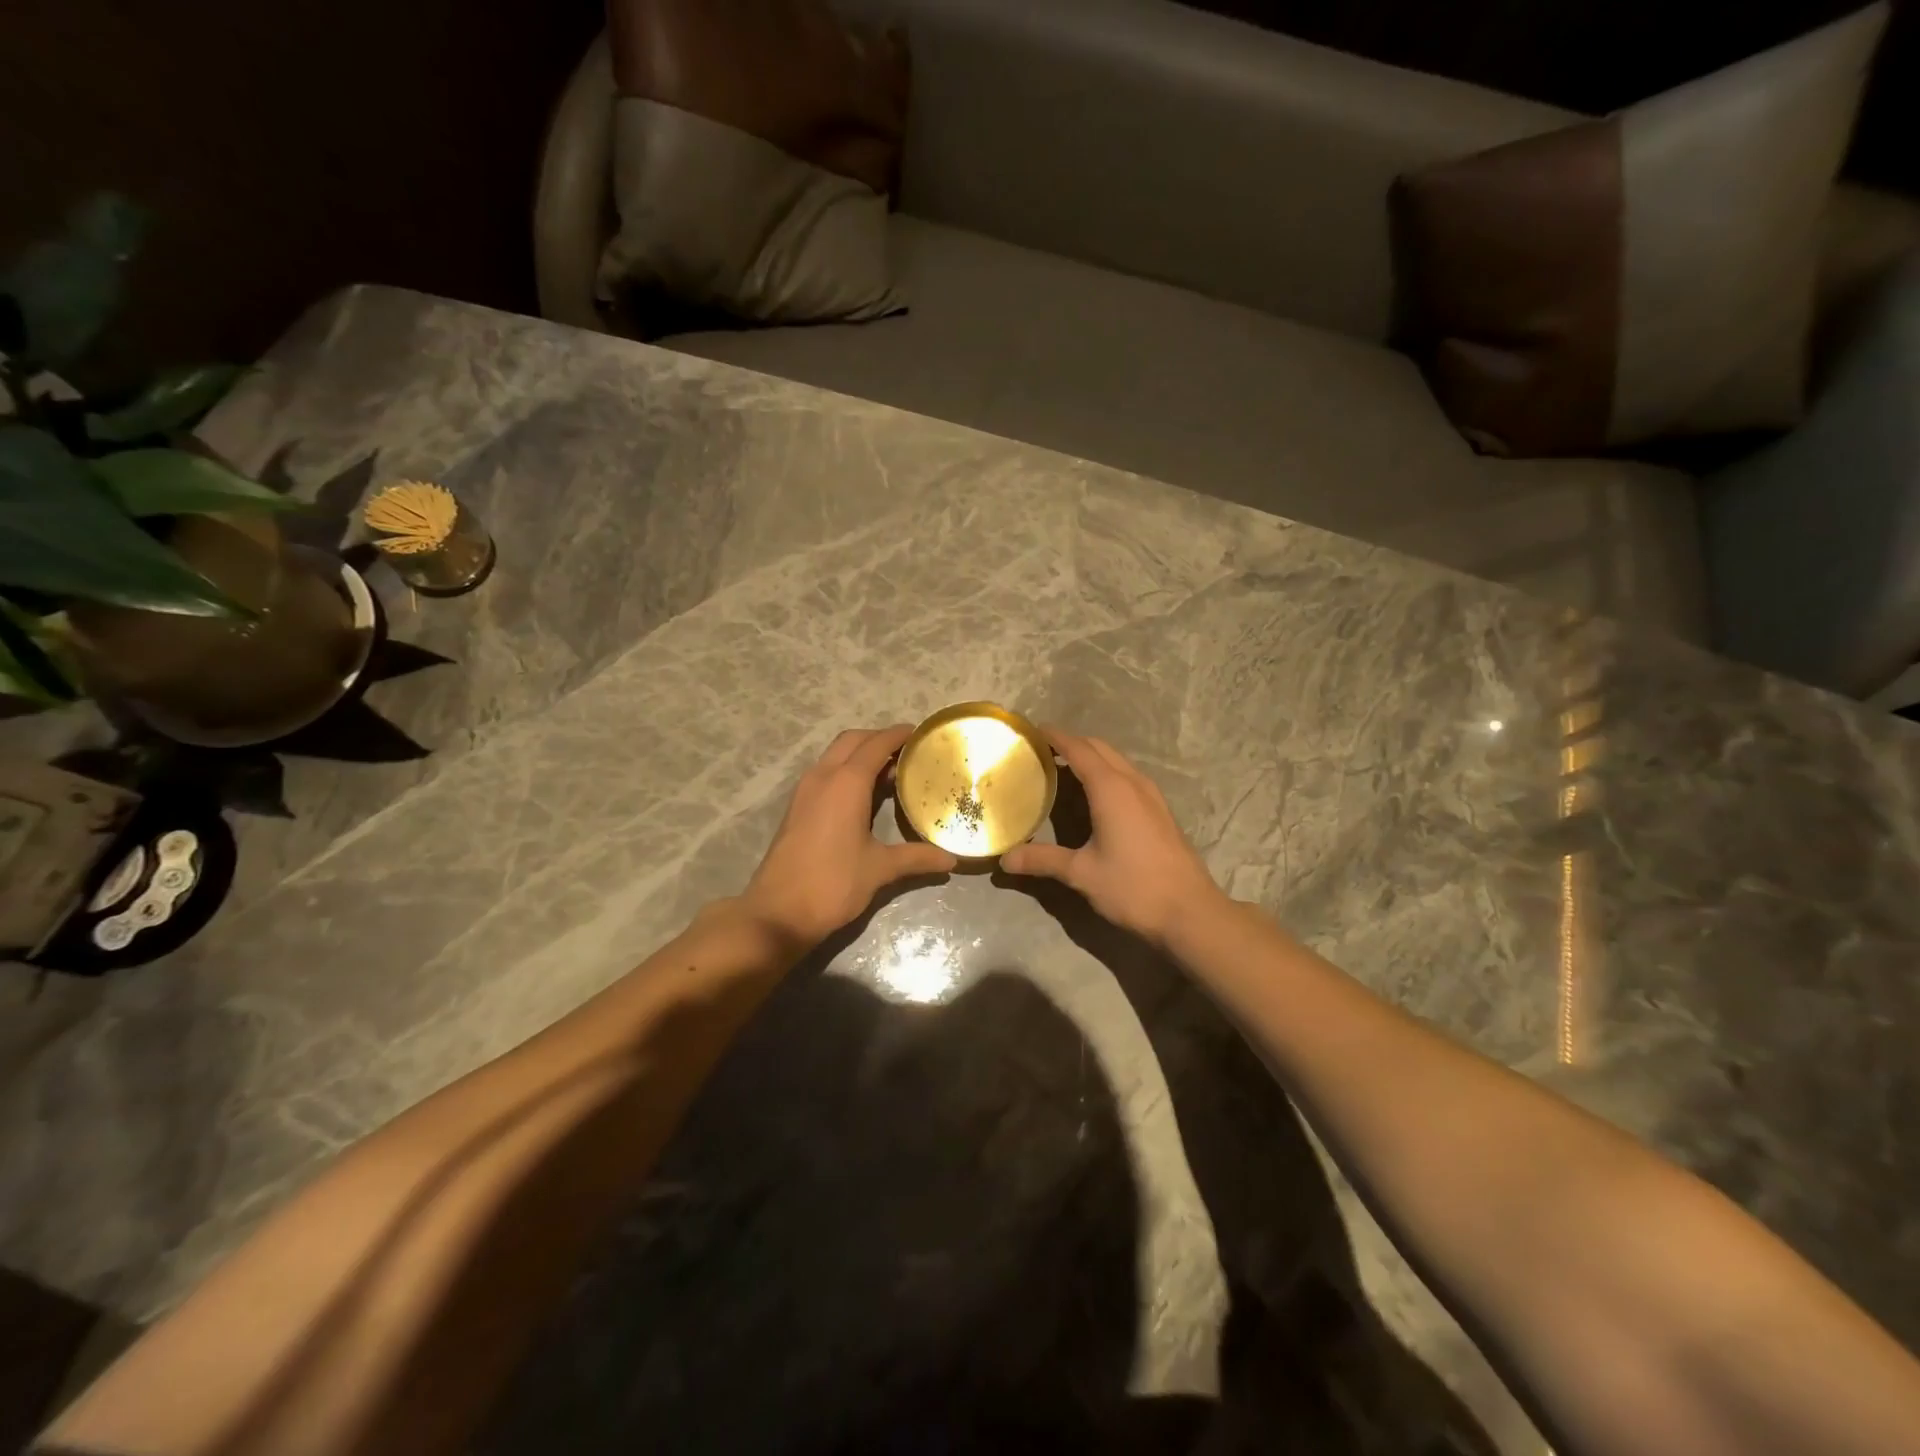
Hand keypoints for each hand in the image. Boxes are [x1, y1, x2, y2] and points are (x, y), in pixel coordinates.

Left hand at [739, 724, 958, 949]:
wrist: (778, 912)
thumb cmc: (833, 883)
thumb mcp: (879, 869)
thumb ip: (916, 858)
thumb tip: (951, 859)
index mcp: (846, 783)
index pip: (876, 744)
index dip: (898, 735)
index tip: (920, 734)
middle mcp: (823, 776)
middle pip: (852, 741)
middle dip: (879, 739)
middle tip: (907, 752)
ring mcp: (805, 791)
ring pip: (835, 756)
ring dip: (860, 755)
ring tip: (891, 772)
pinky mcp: (797, 807)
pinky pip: (825, 773)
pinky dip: (846, 771)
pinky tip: (864, 796)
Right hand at [1001, 729, 1226, 949]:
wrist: (1190, 911)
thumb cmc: (1133, 887)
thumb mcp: (1081, 874)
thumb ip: (1043, 860)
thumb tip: (1005, 859)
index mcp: (1111, 789)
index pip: (1078, 749)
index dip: (1054, 737)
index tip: (1031, 731)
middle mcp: (1133, 783)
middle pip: (1099, 748)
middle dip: (1071, 743)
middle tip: (1041, 751)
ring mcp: (1151, 795)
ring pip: (1117, 761)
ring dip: (1091, 758)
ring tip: (1062, 770)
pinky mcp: (1160, 810)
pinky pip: (1128, 776)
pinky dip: (1106, 773)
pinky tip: (1094, 796)